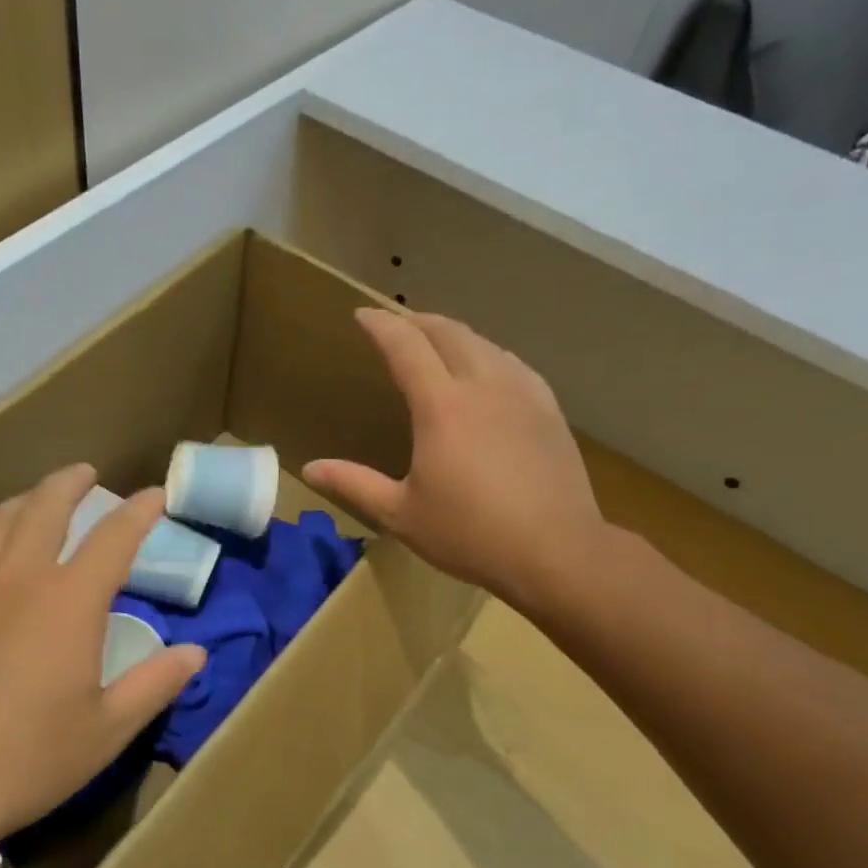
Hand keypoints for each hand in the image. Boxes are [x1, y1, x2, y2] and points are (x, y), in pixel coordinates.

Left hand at [0, 465, 205, 841]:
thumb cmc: (26, 759)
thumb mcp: (106, 730)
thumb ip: (155, 684)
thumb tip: (195, 653)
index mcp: (70, 600)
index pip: (115, 536)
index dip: (140, 511)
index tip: (155, 495)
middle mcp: (18, 575)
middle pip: (46, 506)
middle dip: (71, 482)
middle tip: (85, 473)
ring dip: (24, 501)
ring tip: (35, 500)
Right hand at [303, 308, 611, 620]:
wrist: (557, 551)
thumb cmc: (470, 535)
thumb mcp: (401, 514)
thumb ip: (354, 484)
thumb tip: (310, 469)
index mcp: (441, 406)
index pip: (406, 346)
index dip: (381, 325)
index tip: (362, 316)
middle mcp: (483, 385)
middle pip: (448, 332)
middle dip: (417, 320)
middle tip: (396, 324)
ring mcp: (522, 393)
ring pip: (484, 343)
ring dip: (454, 333)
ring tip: (436, 341)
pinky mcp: (549, 409)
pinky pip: (513, 363)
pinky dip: (488, 353)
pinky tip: (488, 369)